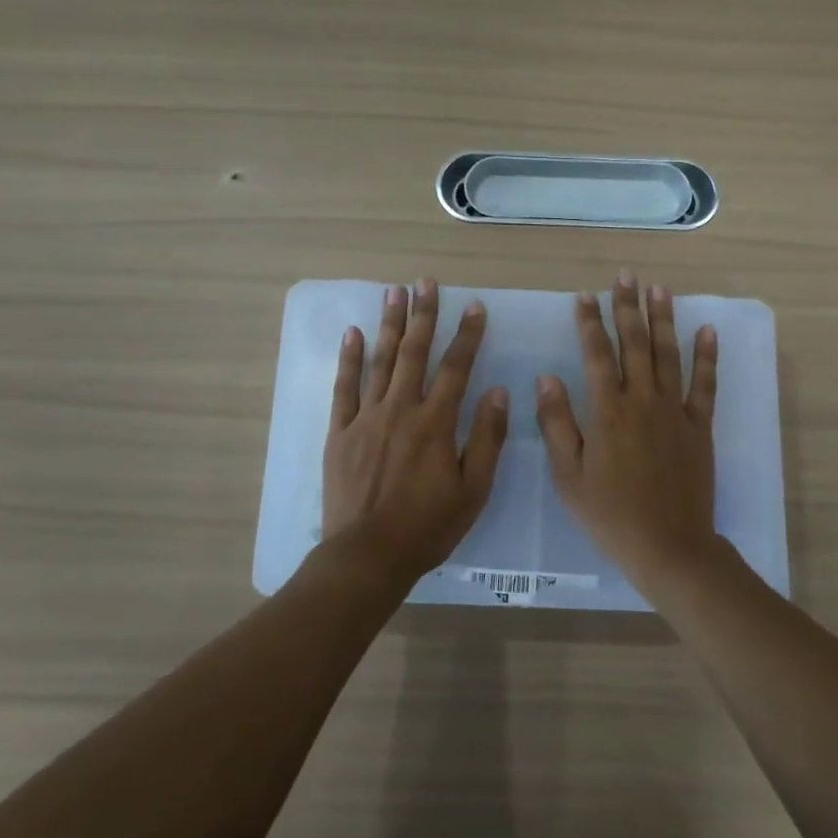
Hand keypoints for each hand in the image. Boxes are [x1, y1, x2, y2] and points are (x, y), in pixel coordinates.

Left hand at [323, 278, 508, 581]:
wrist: (368, 555)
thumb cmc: (428, 527)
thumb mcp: (473, 489)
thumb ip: (486, 438)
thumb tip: (498, 391)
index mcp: (435, 423)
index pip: (456, 368)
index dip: (468, 335)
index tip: (475, 307)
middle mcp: (400, 410)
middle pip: (414, 353)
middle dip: (423, 315)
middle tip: (426, 282)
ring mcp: (365, 418)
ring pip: (380, 362)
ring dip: (389, 325)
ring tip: (394, 292)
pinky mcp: (340, 433)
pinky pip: (344, 388)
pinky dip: (348, 359)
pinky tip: (352, 333)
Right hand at [535, 272, 720, 587]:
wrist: (668, 545)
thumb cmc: (609, 513)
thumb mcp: (569, 475)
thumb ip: (557, 423)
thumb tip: (546, 377)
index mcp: (608, 411)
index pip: (596, 355)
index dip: (589, 323)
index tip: (584, 296)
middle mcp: (643, 401)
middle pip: (635, 344)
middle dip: (627, 307)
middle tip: (625, 276)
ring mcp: (676, 412)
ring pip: (669, 355)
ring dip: (663, 320)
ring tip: (659, 289)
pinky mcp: (700, 427)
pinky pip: (705, 385)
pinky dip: (707, 356)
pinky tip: (707, 331)